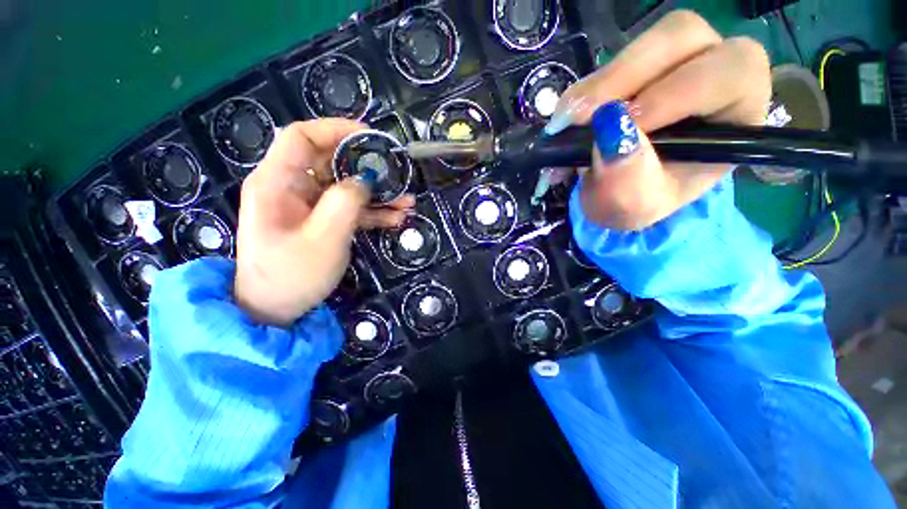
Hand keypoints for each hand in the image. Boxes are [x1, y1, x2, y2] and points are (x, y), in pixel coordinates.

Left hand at [234, 119, 413, 326]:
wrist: (275, 309)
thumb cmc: (292, 275)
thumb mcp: (324, 239)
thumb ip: (345, 203)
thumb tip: (364, 179)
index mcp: (277, 182)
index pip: (302, 137)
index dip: (336, 129)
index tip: (371, 137)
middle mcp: (290, 187)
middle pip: (330, 161)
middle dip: (366, 166)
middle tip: (397, 173)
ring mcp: (307, 206)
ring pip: (345, 187)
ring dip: (376, 193)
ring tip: (406, 201)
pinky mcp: (320, 221)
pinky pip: (348, 208)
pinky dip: (371, 212)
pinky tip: (395, 218)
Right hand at [548, 10, 770, 229]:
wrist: (615, 196)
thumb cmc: (637, 203)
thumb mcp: (633, 206)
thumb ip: (627, 179)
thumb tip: (608, 128)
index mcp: (736, 112)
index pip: (728, 72)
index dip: (671, 93)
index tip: (616, 132)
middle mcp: (713, 72)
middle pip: (681, 37)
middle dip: (623, 78)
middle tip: (579, 120)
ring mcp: (673, 63)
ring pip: (644, 43)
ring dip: (598, 84)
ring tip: (568, 124)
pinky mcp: (637, 67)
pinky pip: (608, 62)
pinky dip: (581, 92)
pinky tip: (568, 120)